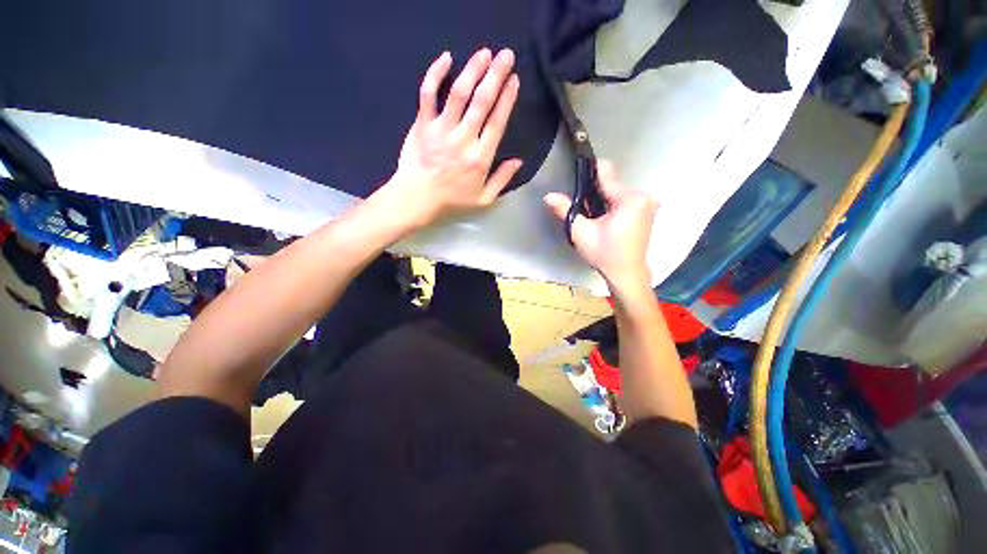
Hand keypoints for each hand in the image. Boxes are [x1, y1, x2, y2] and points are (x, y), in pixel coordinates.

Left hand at [377, 48, 521, 229]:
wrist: (416, 199)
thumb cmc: (451, 202)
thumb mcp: (483, 200)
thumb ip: (502, 180)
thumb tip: (519, 161)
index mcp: (480, 158)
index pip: (496, 123)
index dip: (507, 100)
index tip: (514, 80)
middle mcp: (463, 140)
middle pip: (481, 102)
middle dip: (496, 75)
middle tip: (506, 55)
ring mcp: (441, 130)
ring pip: (458, 93)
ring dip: (473, 70)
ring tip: (484, 53)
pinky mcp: (422, 125)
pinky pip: (428, 94)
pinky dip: (435, 74)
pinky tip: (446, 58)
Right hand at [544, 161, 657, 292]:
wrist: (626, 274)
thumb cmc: (605, 255)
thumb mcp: (581, 233)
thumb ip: (565, 211)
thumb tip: (548, 196)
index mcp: (630, 199)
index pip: (607, 172)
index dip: (589, 172)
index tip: (576, 174)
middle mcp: (644, 196)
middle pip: (612, 184)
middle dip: (595, 193)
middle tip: (584, 209)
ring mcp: (649, 203)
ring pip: (618, 192)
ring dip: (604, 200)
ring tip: (594, 217)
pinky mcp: (648, 210)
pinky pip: (626, 199)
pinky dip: (613, 206)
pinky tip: (606, 220)